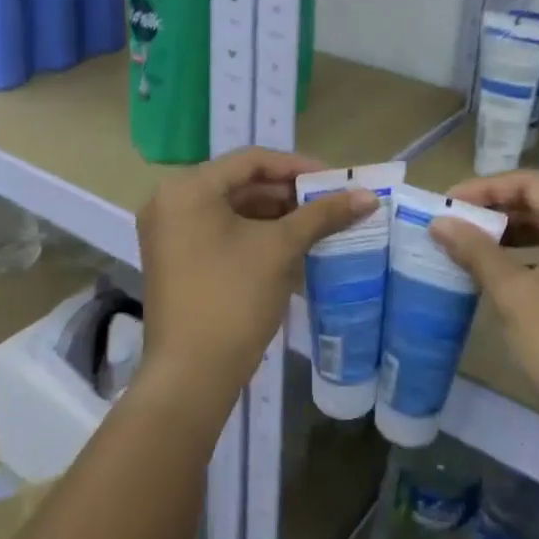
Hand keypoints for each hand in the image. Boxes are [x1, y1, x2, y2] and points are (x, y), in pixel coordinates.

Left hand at [136, 147, 375, 411]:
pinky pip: (222, 233)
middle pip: (241, 184)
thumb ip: (322, 215)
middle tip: (331, 203)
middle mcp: (171, 201)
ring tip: (319, 225)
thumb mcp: (280, 249)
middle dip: (289, 194)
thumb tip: (368, 196)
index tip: (335, 179)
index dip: (297, 166)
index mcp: (188, 188)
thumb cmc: (233, 299)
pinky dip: (256, 236)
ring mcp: (170, 233)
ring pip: (233, 210)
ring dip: (276, 216)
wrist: (191, 377)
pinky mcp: (177, 260)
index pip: (251, 160)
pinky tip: (293, 248)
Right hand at [429, 171, 538, 455]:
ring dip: (511, 234)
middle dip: (496, 211)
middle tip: (453, 224)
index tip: (447, 204)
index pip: (532, 184)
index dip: (485, 188)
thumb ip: (476, 251)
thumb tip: (440, 221)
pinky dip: (530, 257)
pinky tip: (500, 274)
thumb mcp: (515, 296)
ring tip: (469, 246)